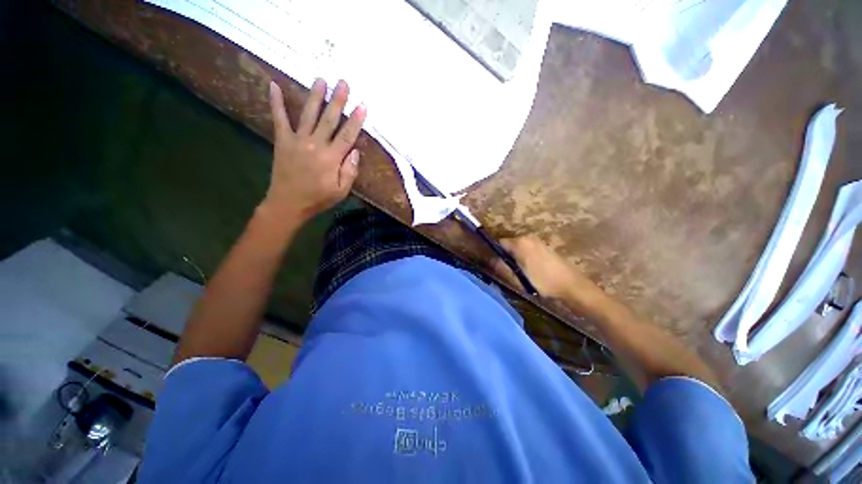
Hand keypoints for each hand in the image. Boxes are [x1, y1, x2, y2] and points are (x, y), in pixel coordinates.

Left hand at [263, 79, 366, 222]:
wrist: (288, 203)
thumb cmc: (319, 198)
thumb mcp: (341, 191)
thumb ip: (350, 171)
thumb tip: (355, 151)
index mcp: (332, 158)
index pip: (347, 135)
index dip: (355, 120)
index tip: (362, 105)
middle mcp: (315, 145)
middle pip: (329, 119)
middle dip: (337, 100)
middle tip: (343, 82)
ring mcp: (297, 140)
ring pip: (308, 114)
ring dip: (315, 96)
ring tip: (321, 79)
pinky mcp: (282, 141)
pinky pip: (279, 119)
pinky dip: (276, 102)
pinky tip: (273, 85)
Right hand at [498, 235, 586, 298]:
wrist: (571, 285)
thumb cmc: (542, 282)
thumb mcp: (518, 278)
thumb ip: (501, 268)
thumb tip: (489, 261)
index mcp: (520, 243)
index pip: (499, 243)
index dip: (494, 253)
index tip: (493, 263)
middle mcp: (527, 237)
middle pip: (508, 244)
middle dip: (505, 255)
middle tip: (505, 270)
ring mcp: (537, 241)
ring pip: (518, 247)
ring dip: (514, 257)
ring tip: (517, 271)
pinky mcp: (544, 246)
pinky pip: (527, 249)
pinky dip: (523, 256)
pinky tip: (528, 269)